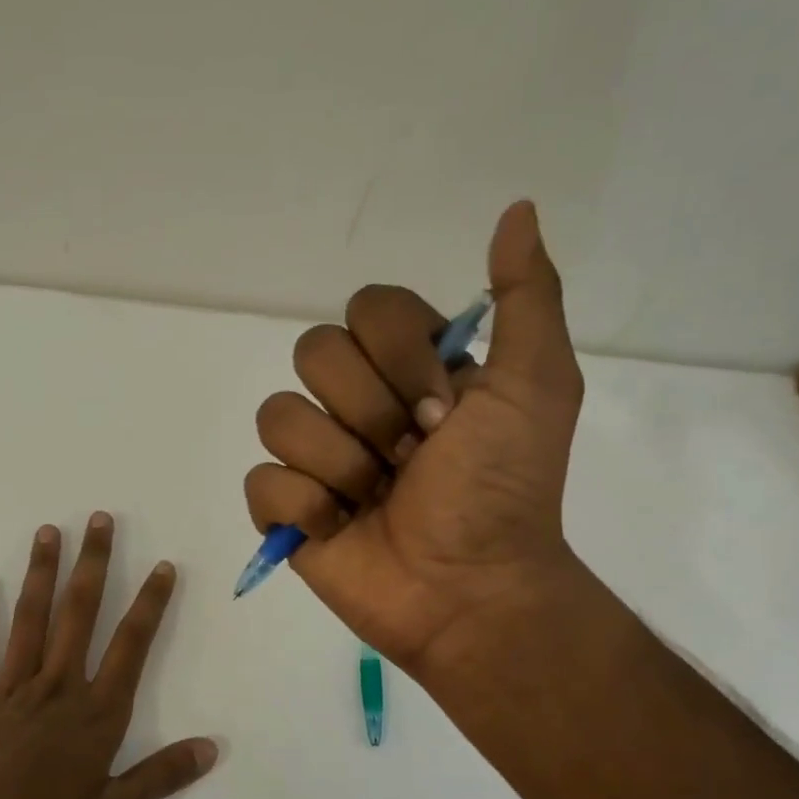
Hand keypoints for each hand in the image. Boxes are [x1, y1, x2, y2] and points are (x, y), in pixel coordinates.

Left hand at [0, 513, 216, 798]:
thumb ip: (160, 777)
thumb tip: (211, 748)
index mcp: (95, 712)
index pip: (131, 646)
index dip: (150, 604)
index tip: (163, 566)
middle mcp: (57, 685)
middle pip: (79, 613)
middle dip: (94, 564)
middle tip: (100, 519)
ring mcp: (11, 685)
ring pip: (31, 618)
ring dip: (42, 573)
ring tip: (49, 532)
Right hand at [244, 201, 588, 676]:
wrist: (471, 589)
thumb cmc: (504, 489)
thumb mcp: (537, 385)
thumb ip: (526, 298)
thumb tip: (518, 209)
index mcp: (405, 368)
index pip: (366, 309)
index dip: (401, 356)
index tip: (446, 413)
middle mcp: (353, 402)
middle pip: (313, 354)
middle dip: (371, 413)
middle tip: (411, 459)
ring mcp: (313, 455)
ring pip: (278, 417)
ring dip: (340, 464)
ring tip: (376, 500)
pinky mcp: (284, 508)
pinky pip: (261, 480)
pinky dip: (305, 507)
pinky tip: (340, 528)